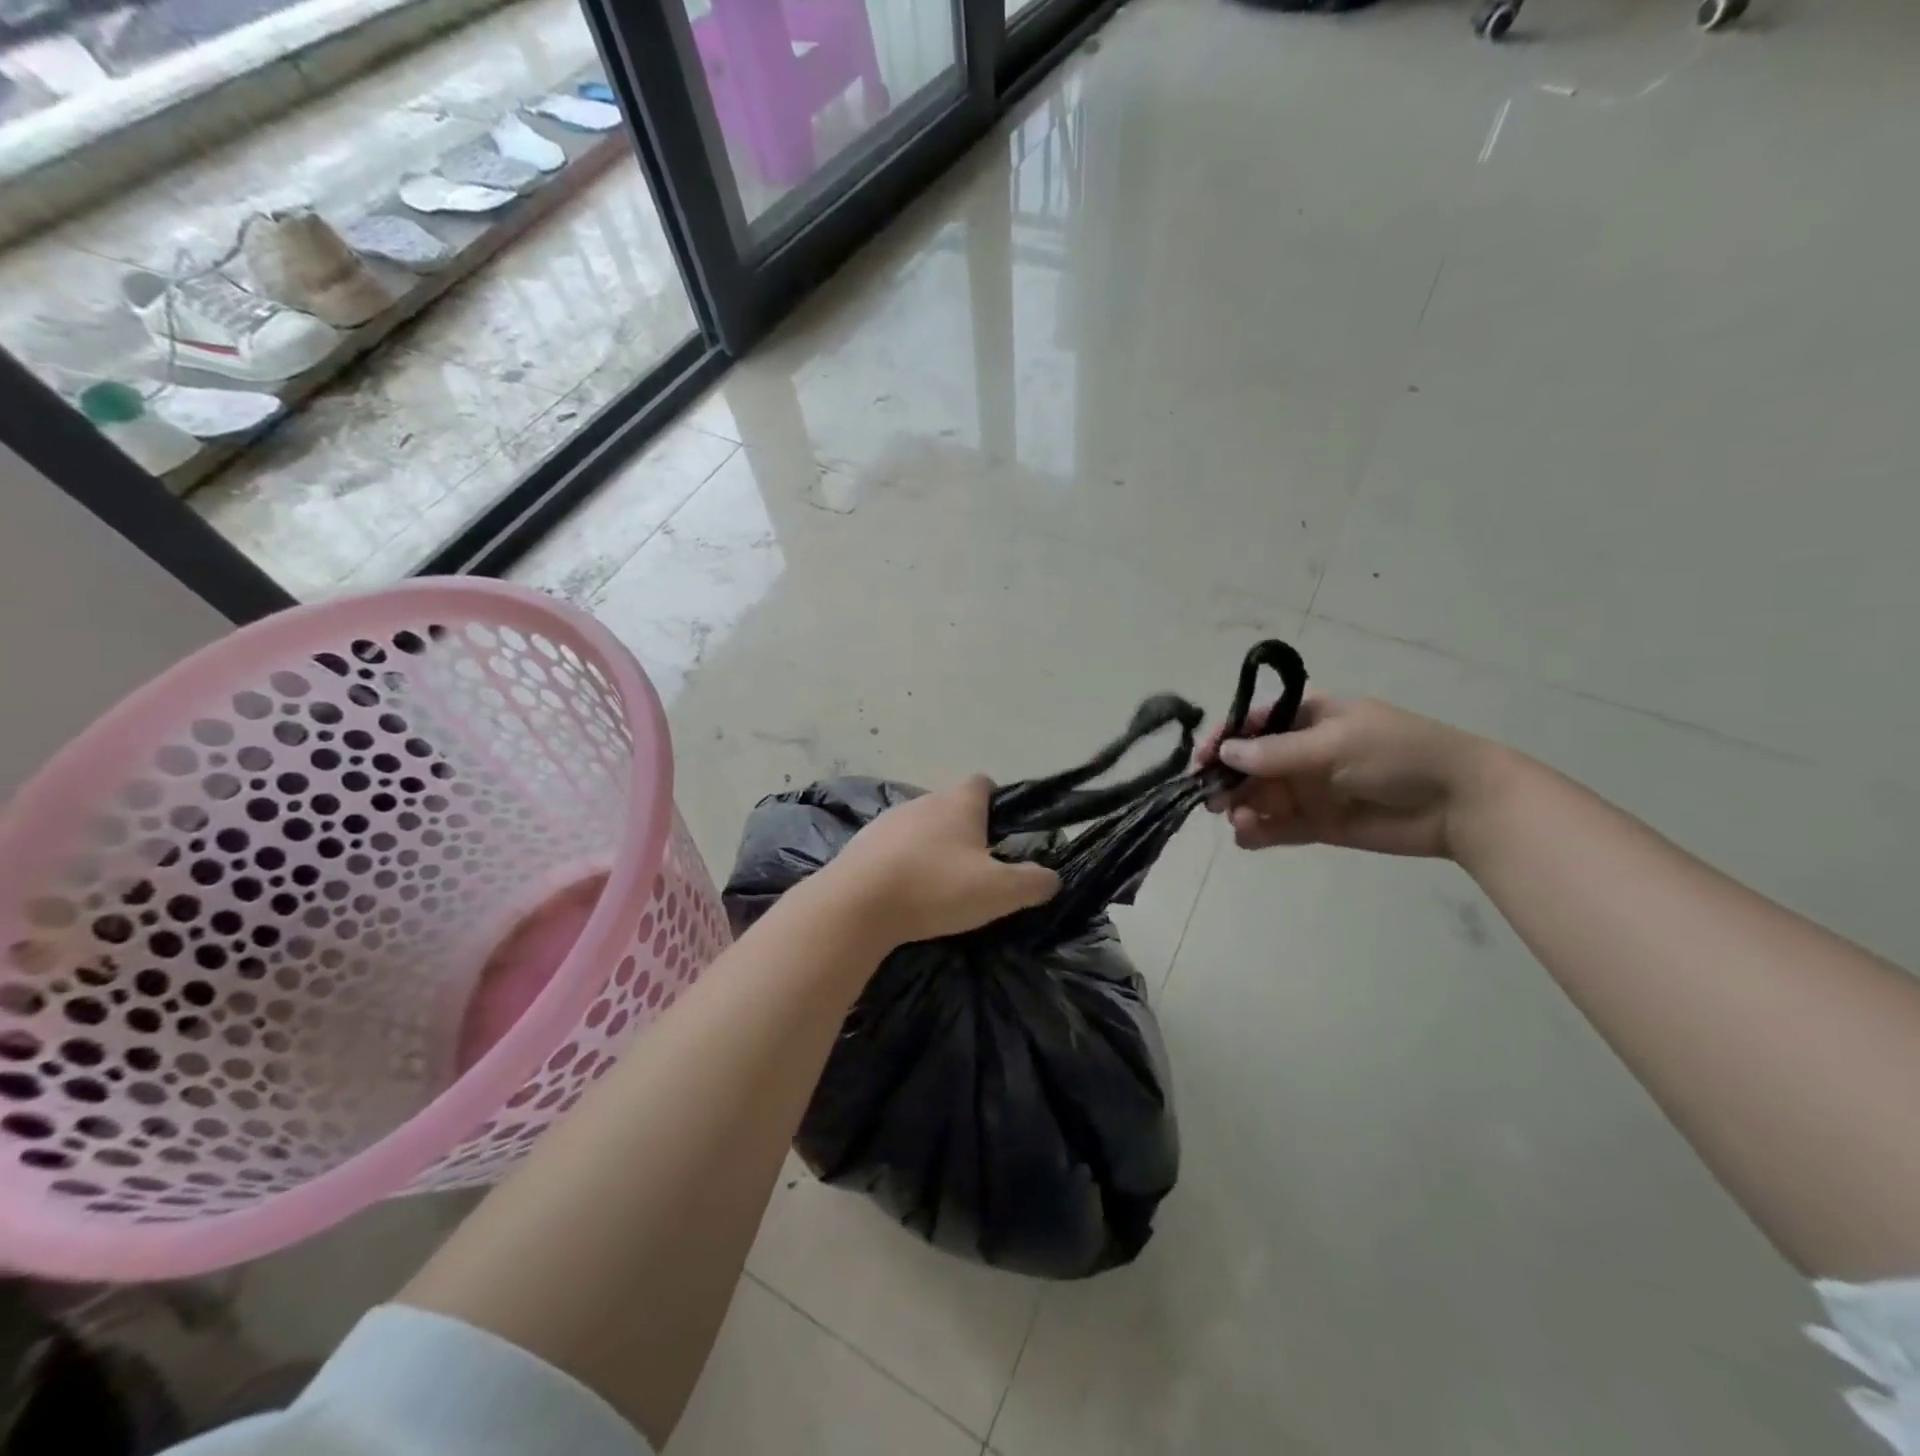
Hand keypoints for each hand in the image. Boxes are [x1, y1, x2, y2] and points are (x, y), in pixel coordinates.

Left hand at [814, 776, 1059, 945]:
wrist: (857, 904)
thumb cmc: (935, 887)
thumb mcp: (999, 892)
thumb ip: (1032, 882)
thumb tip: (1051, 878)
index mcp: (958, 803)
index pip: (982, 782)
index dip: (996, 801)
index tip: (1002, 830)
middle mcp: (922, 801)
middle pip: (950, 806)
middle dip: (964, 830)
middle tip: (977, 867)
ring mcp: (887, 821)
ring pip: (919, 827)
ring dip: (931, 847)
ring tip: (939, 884)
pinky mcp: (861, 844)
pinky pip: (891, 847)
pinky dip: (902, 863)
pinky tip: (905, 892)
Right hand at [1197, 695, 1511, 858]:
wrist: (1460, 805)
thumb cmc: (1399, 755)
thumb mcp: (1335, 744)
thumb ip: (1277, 753)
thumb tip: (1225, 753)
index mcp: (1308, 717)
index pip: (1253, 723)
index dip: (1225, 738)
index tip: (1202, 759)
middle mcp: (1301, 751)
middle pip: (1248, 763)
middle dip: (1227, 778)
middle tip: (1212, 798)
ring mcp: (1307, 789)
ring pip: (1257, 796)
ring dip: (1240, 806)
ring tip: (1239, 819)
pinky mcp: (1316, 824)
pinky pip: (1275, 826)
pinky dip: (1256, 832)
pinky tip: (1248, 836)